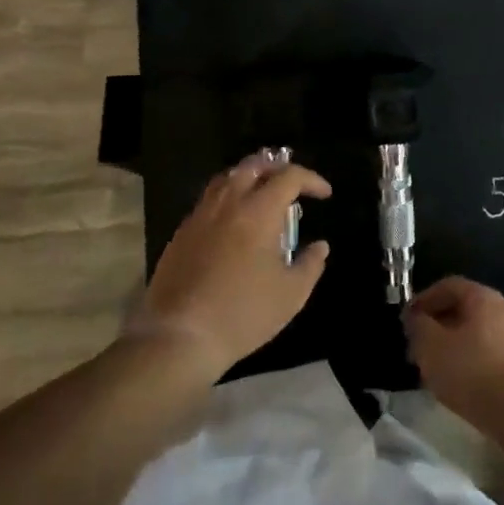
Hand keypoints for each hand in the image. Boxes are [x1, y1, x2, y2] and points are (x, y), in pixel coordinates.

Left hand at [138, 154, 331, 379]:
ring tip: (262, 197)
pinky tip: (233, 224)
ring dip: (249, 179)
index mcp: (258, 211)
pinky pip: (208, 201)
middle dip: (277, 168)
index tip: (324, 195)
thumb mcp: (291, 295)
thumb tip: (320, 246)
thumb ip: (310, 265)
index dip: (311, 180)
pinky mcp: (181, 234)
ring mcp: (200, 216)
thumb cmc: (242, 314)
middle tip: (292, 186)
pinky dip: (227, 199)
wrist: (179, 338)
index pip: (289, 177)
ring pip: (227, 179)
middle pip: (253, 166)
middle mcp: (228, 203)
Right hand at [405, 276, 503, 439]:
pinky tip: (461, 385)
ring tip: (435, 370)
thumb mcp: (432, 348)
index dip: (424, 299)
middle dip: (438, 326)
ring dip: (453, 346)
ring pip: (477, 334)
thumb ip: (419, 327)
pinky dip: (471, 363)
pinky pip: (490, 355)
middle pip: (464, 310)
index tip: (407, 320)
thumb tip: (415, 317)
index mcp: (484, 298)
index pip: (449, 286)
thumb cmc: (474, 372)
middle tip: (418, 348)